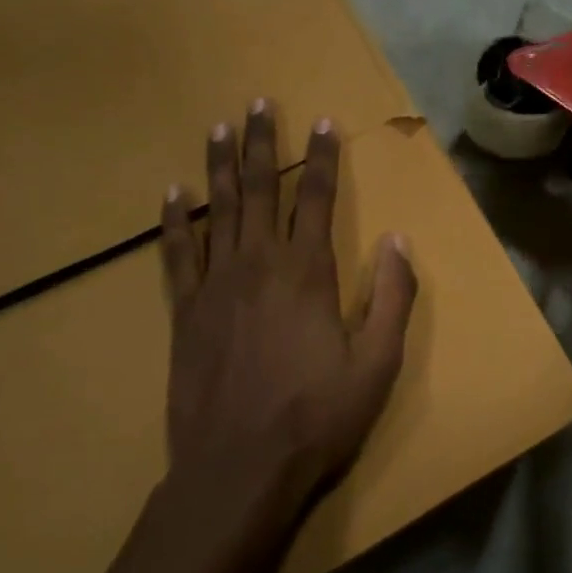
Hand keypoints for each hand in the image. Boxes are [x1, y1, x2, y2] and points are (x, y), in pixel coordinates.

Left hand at [160, 102, 417, 513]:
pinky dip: (174, 220)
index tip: (323, 122)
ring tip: (218, 127)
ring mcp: (215, 285)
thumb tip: (399, 240)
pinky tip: (172, 193)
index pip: (316, 198)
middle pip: (262, 189)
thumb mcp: (377, 364)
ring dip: (219, 166)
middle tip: (258, 102)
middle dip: (263, 143)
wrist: (237, 470)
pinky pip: (177, 253)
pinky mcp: (184, 311)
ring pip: (218, 210)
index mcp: (308, 273)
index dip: (322, 158)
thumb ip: (392, 297)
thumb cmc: (316, 418)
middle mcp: (259, 264)